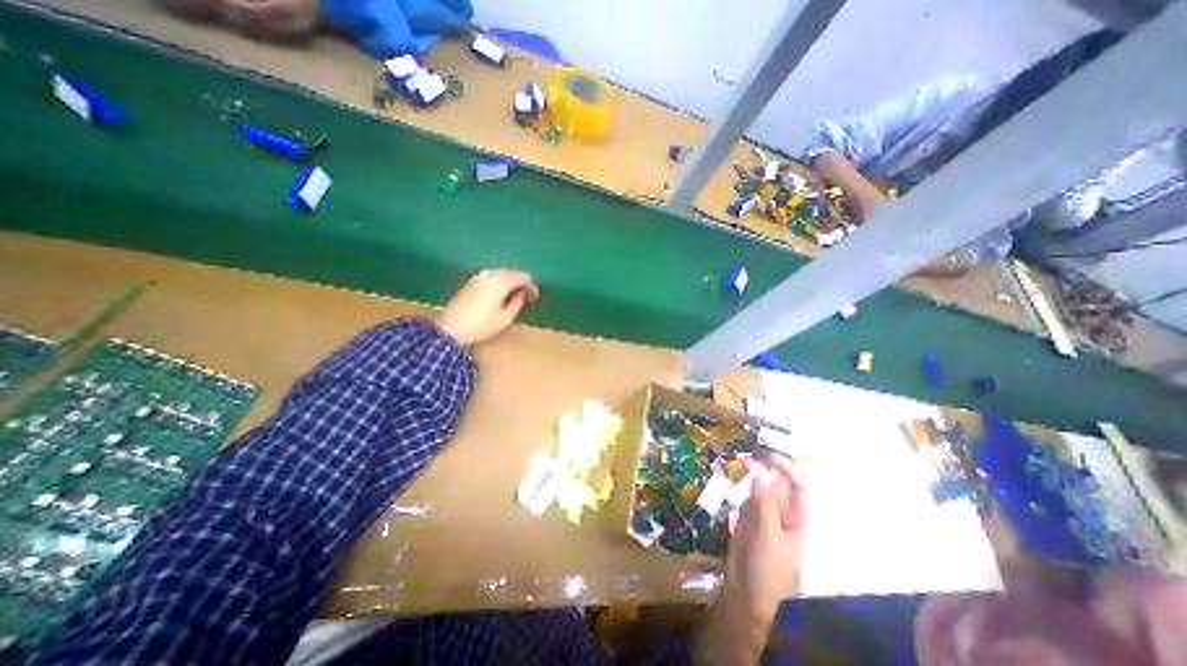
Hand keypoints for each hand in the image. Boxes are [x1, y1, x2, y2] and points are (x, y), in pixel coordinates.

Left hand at [437, 268, 539, 347]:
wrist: (450, 328)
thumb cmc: (481, 325)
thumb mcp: (505, 318)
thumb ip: (518, 303)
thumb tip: (522, 294)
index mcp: (500, 282)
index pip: (523, 276)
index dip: (532, 287)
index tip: (534, 299)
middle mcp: (490, 274)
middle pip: (512, 272)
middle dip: (522, 283)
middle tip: (527, 298)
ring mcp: (479, 276)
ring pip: (502, 274)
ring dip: (511, 283)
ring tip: (515, 297)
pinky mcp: (471, 282)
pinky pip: (492, 277)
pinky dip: (501, 283)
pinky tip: (501, 295)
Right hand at [724, 454, 806, 620]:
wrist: (744, 590)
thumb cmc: (766, 567)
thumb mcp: (768, 534)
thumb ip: (764, 502)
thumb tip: (760, 472)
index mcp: (798, 519)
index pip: (797, 487)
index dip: (785, 468)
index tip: (765, 455)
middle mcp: (784, 512)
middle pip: (778, 483)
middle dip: (766, 467)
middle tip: (747, 454)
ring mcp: (766, 513)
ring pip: (761, 486)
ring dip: (751, 473)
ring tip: (738, 461)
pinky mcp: (749, 515)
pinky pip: (747, 494)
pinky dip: (741, 483)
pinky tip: (733, 475)